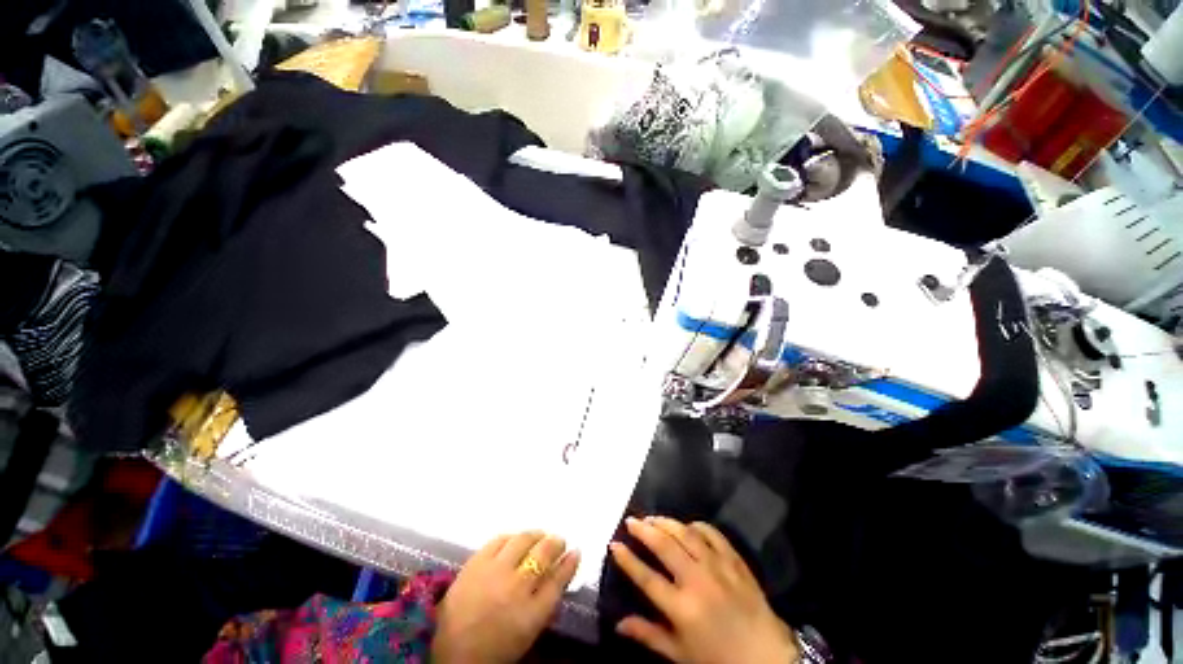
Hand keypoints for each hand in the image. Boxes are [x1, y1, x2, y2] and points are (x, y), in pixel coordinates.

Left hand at [432, 532, 579, 663]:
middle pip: (544, 554)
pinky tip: (514, 540)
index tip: (576, 551)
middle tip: (558, 541)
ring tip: (539, 536)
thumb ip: (545, 605)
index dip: (570, 563)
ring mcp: (495, 571)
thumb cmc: (493, 649)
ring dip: (536, 535)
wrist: (448, 652)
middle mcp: (517, 588)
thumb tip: (560, 574)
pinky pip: (500, 539)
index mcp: (531, 615)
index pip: (558, 580)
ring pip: (523, 540)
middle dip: (556, 543)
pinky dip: (511, 537)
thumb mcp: (527, 634)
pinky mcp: (476, 562)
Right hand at [609, 517, 798, 663]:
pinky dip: (697, 525)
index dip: (627, 559)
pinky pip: (713, 533)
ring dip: (666, 522)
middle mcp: (697, 580)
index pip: (646, 577)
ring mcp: (718, 566)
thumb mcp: (680, 655)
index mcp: (682, 608)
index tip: (614, 544)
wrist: (767, 657)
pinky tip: (688, 525)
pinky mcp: (734, 560)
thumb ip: (649, 636)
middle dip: (644, 530)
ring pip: (686, 533)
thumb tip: (618, 624)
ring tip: (653, 518)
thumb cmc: (718, 659)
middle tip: (631, 521)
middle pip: (664, 545)